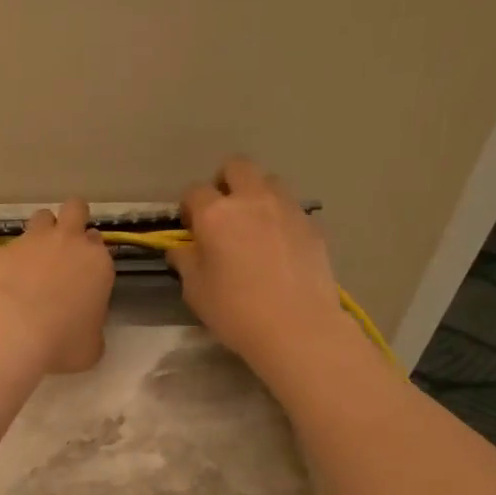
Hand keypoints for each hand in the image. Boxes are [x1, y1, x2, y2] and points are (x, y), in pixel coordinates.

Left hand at [0, 199, 114, 373]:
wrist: (11, 332)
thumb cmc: (61, 343)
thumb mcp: (91, 347)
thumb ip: (92, 329)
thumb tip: (84, 329)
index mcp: (97, 263)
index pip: (99, 242)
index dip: (90, 253)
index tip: (84, 271)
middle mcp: (67, 242)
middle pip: (75, 209)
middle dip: (72, 219)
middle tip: (64, 245)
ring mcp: (31, 242)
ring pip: (41, 217)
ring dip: (41, 232)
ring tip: (33, 260)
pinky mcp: (0, 250)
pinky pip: (9, 248)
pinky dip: (9, 261)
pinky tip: (3, 284)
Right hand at [169, 157, 352, 382]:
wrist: (297, 327)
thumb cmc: (235, 311)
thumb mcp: (195, 290)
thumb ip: (186, 261)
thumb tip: (182, 248)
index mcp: (216, 214)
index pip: (194, 192)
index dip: (189, 208)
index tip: (190, 227)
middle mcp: (252, 200)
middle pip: (237, 167)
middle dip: (225, 182)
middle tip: (223, 212)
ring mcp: (287, 209)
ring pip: (269, 181)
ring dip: (257, 195)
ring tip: (254, 225)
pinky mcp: (313, 225)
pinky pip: (291, 209)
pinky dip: (281, 218)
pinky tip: (279, 247)